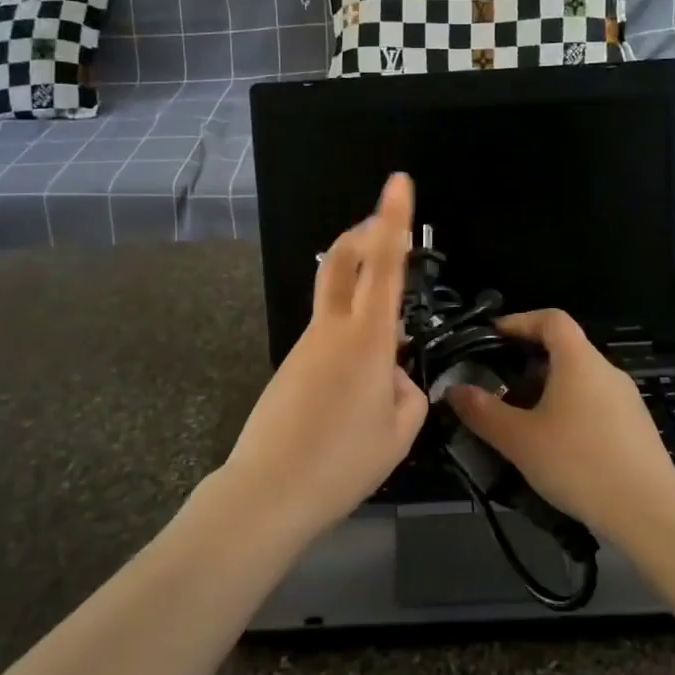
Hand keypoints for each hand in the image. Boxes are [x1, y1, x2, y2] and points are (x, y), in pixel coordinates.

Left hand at [216, 173, 428, 544]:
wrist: (267, 492)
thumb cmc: (342, 462)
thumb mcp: (399, 434)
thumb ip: (407, 393)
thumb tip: (393, 375)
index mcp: (367, 340)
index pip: (383, 266)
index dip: (393, 220)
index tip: (398, 183)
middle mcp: (331, 329)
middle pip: (342, 260)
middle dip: (364, 233)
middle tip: (384, 228)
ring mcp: (305, 345)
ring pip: (336, 299)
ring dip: (361, 294)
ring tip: (388, 354)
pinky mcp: (290, 365)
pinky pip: (327, 336)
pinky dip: (350, 338)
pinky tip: (357, 389)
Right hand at [447, 310, 674, 542]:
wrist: (649, 512)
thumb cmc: (578, 463)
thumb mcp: (519, 439)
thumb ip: (483, 412)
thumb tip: (453, 390)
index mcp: (579, 361)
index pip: (551, 319)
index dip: (520, 321)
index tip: (493, 336)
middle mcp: (607, 371)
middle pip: (566, 349)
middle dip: (530, 362)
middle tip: (501, 385)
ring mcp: (627, 399)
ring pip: (581, 380)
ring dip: (550, 390)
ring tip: (524, 419)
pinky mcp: (637, 428)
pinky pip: (596, 405)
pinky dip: (571, 411)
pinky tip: (558, 446)